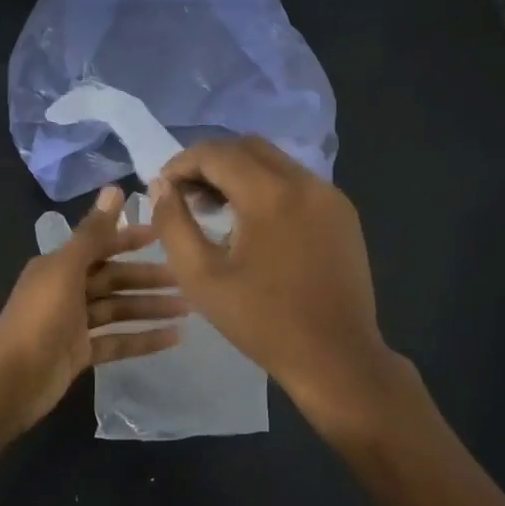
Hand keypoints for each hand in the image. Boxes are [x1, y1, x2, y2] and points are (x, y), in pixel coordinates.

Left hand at [0, 185, 187, 431]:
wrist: (13, 380)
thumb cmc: (40, 318)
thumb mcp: (66, 269)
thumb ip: (93, 233)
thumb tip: (115, 188)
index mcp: (59, 266)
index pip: (101, 246)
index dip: (130, 238)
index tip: (164, 235)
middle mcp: (66, 290)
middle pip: (114, 279)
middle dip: (147, 278)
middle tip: (186, 278)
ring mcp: (74, 324)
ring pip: (119, 310)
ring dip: (150, 308)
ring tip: (188, 309)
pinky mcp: (81, 353)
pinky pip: (118, 341)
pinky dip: (144, 339)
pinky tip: (174, 338)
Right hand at [150, 139, 402, 441]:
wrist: (336, 357)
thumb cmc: (262, 322)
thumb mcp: (201, 277)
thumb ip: (173, 224)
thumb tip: (160, 186)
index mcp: (270, 194)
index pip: (217, 153)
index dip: (182, 164)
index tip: (163, 189)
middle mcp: (305, 182)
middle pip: (248, 148)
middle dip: (210, 163)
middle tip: (186, 197)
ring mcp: (330, 196)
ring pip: (275, 162)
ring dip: (239, 174)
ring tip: (215, 210)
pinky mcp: (343, 214)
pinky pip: (297, 183)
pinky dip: (267, 188)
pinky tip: (254, 224)